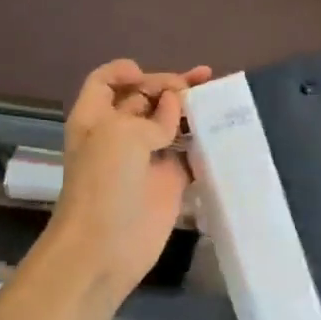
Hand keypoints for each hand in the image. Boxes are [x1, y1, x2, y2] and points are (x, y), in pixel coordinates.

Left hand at [47, 59, 211, 302]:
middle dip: (170, 85)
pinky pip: (189, 154)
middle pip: (145, 98)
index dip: (126, 71)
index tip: (149, 75)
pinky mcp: (170, 181)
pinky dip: (203, 142)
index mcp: (96, 118)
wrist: (105, 247)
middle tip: (201, 81)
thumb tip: (175, 107)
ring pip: (170, 124)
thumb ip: (153, 116)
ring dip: (191, 110)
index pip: (107, 82)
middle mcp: (119, 133)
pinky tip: (224, 130)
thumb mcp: (122, 135)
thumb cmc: (104, 184)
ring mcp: (146, 158)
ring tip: (220, 97)